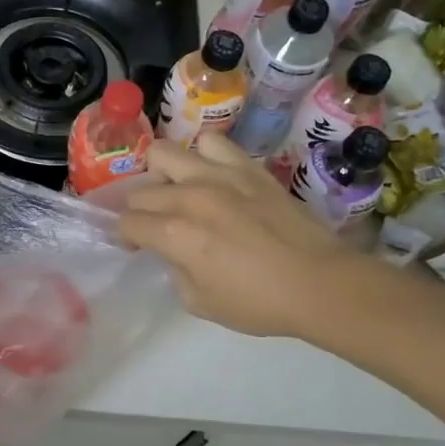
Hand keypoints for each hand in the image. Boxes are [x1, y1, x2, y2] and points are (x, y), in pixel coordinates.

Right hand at [119, 132, 374, 338]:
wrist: (318, 283)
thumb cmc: (258, 302)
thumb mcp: (200, 302)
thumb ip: (175, 271)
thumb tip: (173, 251)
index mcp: (175, 234)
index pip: (127, 223)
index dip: (125, 236)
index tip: (136, 245)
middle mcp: (189, 197)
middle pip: (141, 191)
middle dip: (140, 210)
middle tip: (156, 225)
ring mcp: (218, 175)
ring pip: (164, 153)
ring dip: (162, 174)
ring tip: (177, 190)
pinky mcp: (247, 167)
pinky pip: (212, 143)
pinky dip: (202, 155)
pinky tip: (211, 174)